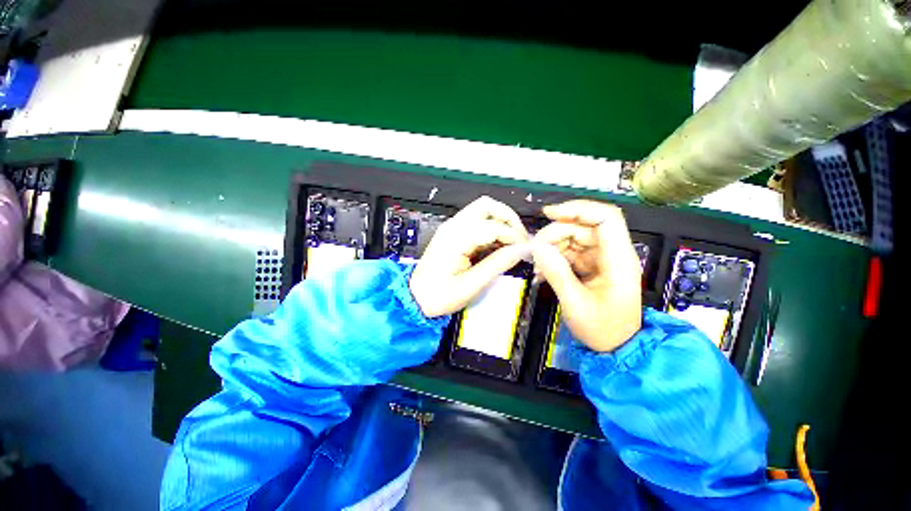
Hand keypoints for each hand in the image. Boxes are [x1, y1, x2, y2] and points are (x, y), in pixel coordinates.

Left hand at [410, 196, 529, 317]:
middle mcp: (453, 226)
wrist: (415, 298)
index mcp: (456, 237)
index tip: (527, 249)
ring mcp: (452, 228)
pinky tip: (499, 244)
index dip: (514, 236)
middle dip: (509, 218)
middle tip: (521, 239)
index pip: (493, 226)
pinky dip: (492, 228)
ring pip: (482, 210)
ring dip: (501, 221)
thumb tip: (522, 250)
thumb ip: (497, 265)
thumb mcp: (471, 285)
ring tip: (513, 241)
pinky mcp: (453, 233)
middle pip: (487, 206)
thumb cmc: (439, 295)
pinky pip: (477, 222)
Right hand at [532, 200, 641, 351]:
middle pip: (583, 227)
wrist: (615, 347)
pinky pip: (570, 252)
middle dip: (555, 234)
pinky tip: (543, 271)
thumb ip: (557, 273)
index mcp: (619, 260)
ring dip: (552, 246)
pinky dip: (554, 257)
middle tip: (535, 250)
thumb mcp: (576, 304)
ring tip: (538, 265)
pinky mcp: (591, 265)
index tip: (549, 213)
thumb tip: (538, 248)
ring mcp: (601, 259)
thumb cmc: (602, 329)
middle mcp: (613, 254)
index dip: (578, 209)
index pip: (606, 218)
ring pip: (573, 238)